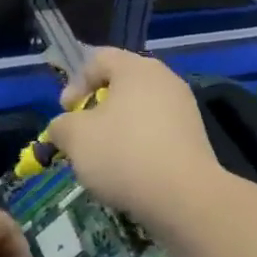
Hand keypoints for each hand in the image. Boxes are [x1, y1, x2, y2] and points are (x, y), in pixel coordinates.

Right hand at [46, 47, 225, 230]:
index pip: (98, 59)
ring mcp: (184, 108)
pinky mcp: (195, 137)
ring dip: (118, 129)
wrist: (185, 197)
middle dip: (96, 108)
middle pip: (121, 84)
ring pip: (139, 110)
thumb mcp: (75, 138)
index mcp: (136, 68)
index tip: (66, 112)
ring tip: (105, 159)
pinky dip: (140, 145)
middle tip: (83, 134)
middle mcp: (164, 79)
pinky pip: (157, 132)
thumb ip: (61, 125)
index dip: (75, 83)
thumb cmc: (123, 154)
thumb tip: (63, 127)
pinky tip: (131, 172)